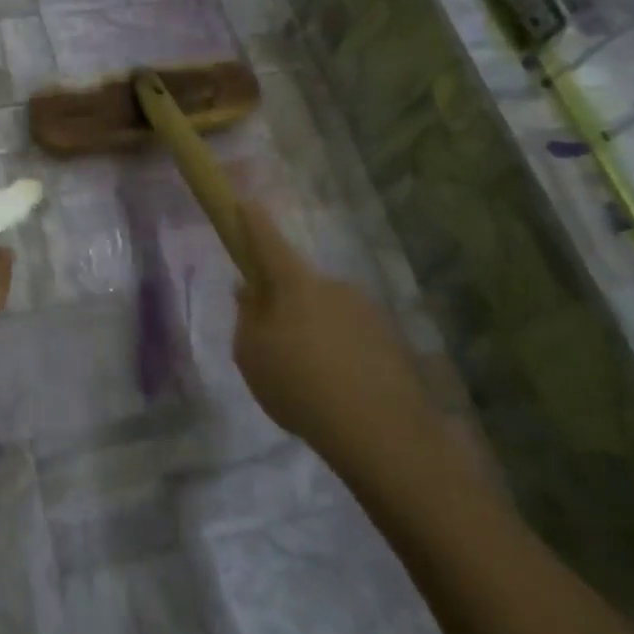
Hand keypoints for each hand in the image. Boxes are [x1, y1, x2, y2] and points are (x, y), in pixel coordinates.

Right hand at [232, 201, 444, 491]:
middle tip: (272, 341)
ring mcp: (366, 310)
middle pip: (298, 282)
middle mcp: (334, 285)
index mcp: (295, 283)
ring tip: (306, 376)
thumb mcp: (250, 354)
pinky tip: (334, 387)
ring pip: (325, 310)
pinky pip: (350, 335)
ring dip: (312, 329)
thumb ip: (247, 317)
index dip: (252, 220)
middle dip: (283, 300)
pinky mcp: (389, 339)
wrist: (379, 431)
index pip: (267, 239)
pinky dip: (337, 351)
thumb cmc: (299, 385)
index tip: (244, 202)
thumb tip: (250, 291)